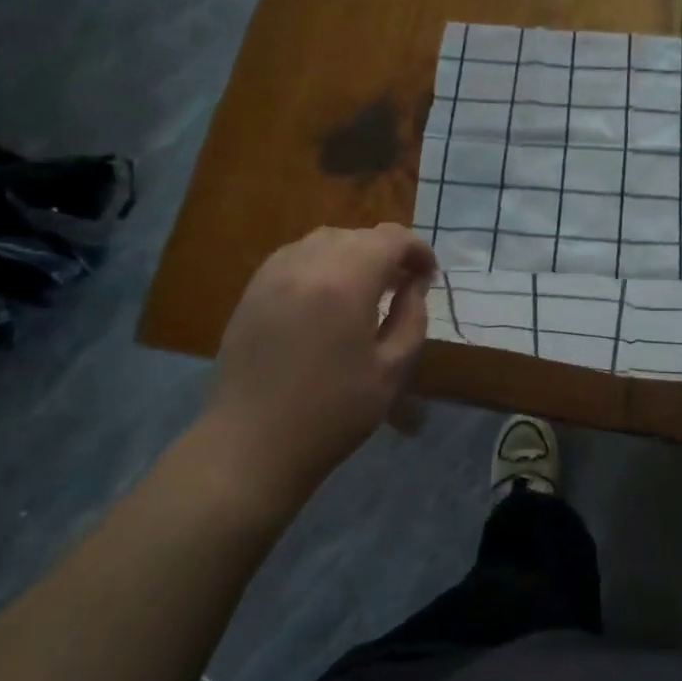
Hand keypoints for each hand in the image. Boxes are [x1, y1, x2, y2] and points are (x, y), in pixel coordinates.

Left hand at [201, 224, 436, 508]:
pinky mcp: (253, 290)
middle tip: (404, 286)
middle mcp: (307, 265)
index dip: (417, 250)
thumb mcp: (392, 371)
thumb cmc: (332, 413)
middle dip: (388, 252)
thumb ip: (411, 318)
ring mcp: (273, 274)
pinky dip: (322, 263)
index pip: (390, 238)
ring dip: (355, 254)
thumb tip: (414, 285)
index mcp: (345, 283)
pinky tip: (329, 295)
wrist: (251, 445)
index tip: (429, 276)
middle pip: (358, 235)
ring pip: (325, 240)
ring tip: (368, 288)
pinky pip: (296, 256)